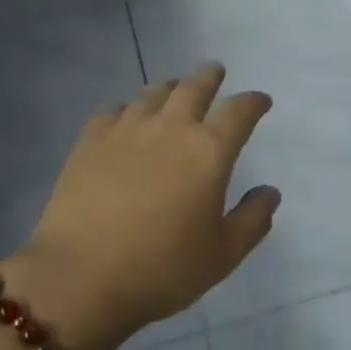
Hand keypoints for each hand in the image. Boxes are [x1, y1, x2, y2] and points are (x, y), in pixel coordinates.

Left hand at [9, 64, 278, 349]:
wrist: (80, 277)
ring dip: (170, 87)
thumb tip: (270, 191)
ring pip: (153, 93)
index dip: (253, 102)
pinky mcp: (90, 141)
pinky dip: (128, 108)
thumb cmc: (161, 269)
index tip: (261, 101)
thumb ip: (252, 219)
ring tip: (174, 89)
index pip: (239, 112)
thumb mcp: (222, 255)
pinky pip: (113, 110)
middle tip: (216, 72)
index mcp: (209, 152)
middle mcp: (170, 128)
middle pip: (195, 87)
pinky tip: (126, 118)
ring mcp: (126, 130)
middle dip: (210, 77)